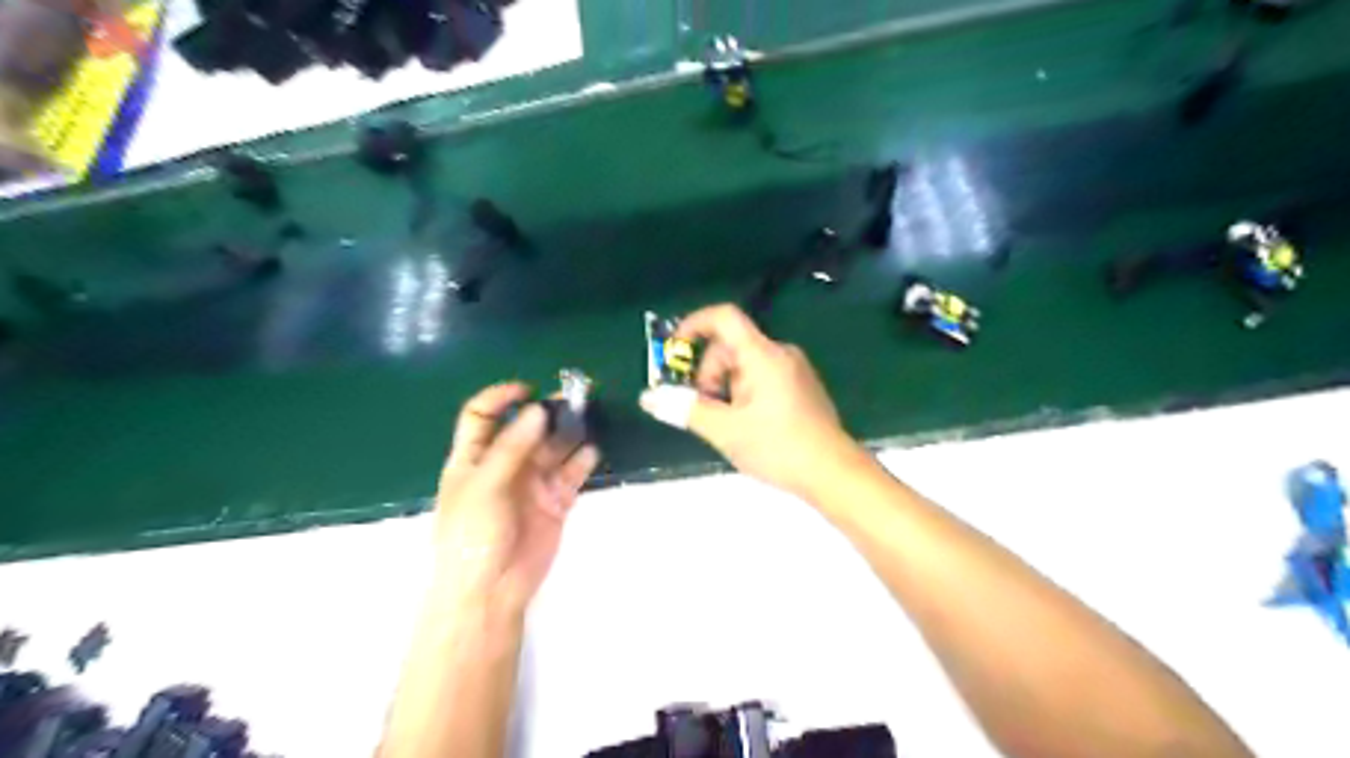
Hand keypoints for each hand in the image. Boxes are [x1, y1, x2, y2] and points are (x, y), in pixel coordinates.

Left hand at [434, 386, 596, 615]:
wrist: (490, 590)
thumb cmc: (473, 535)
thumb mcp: (484, 485)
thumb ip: (511, 447)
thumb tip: (538, 410)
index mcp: (474, 458)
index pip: (482, 416)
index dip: (500, 398)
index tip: (527, 389)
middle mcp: (504, 465)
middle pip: (526, 428)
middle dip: (548, 410)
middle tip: (576, 394)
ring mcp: (532, 483)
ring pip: (554, 448)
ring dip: (570, 431)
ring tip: (589, 415)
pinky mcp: (555, 501)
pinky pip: (572, 474)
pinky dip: (583, 460)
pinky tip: (592, 450)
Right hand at [641, 301, 850, 502]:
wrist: (834, 473)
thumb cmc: (779, 447)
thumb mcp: (725, 430)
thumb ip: (686, 409)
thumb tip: (647, 397)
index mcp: (763, 355)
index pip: (724, 317)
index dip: (693, 325)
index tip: (673, 350)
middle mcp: (780, 353)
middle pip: (731, 345)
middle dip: (708, 372)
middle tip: (704, 409)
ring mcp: (794, 369)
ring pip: (745, 364)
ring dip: (725, 386)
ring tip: (726, 423)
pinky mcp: (801, 386)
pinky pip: (762, 376)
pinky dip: (743, 392)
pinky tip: (746, 424)